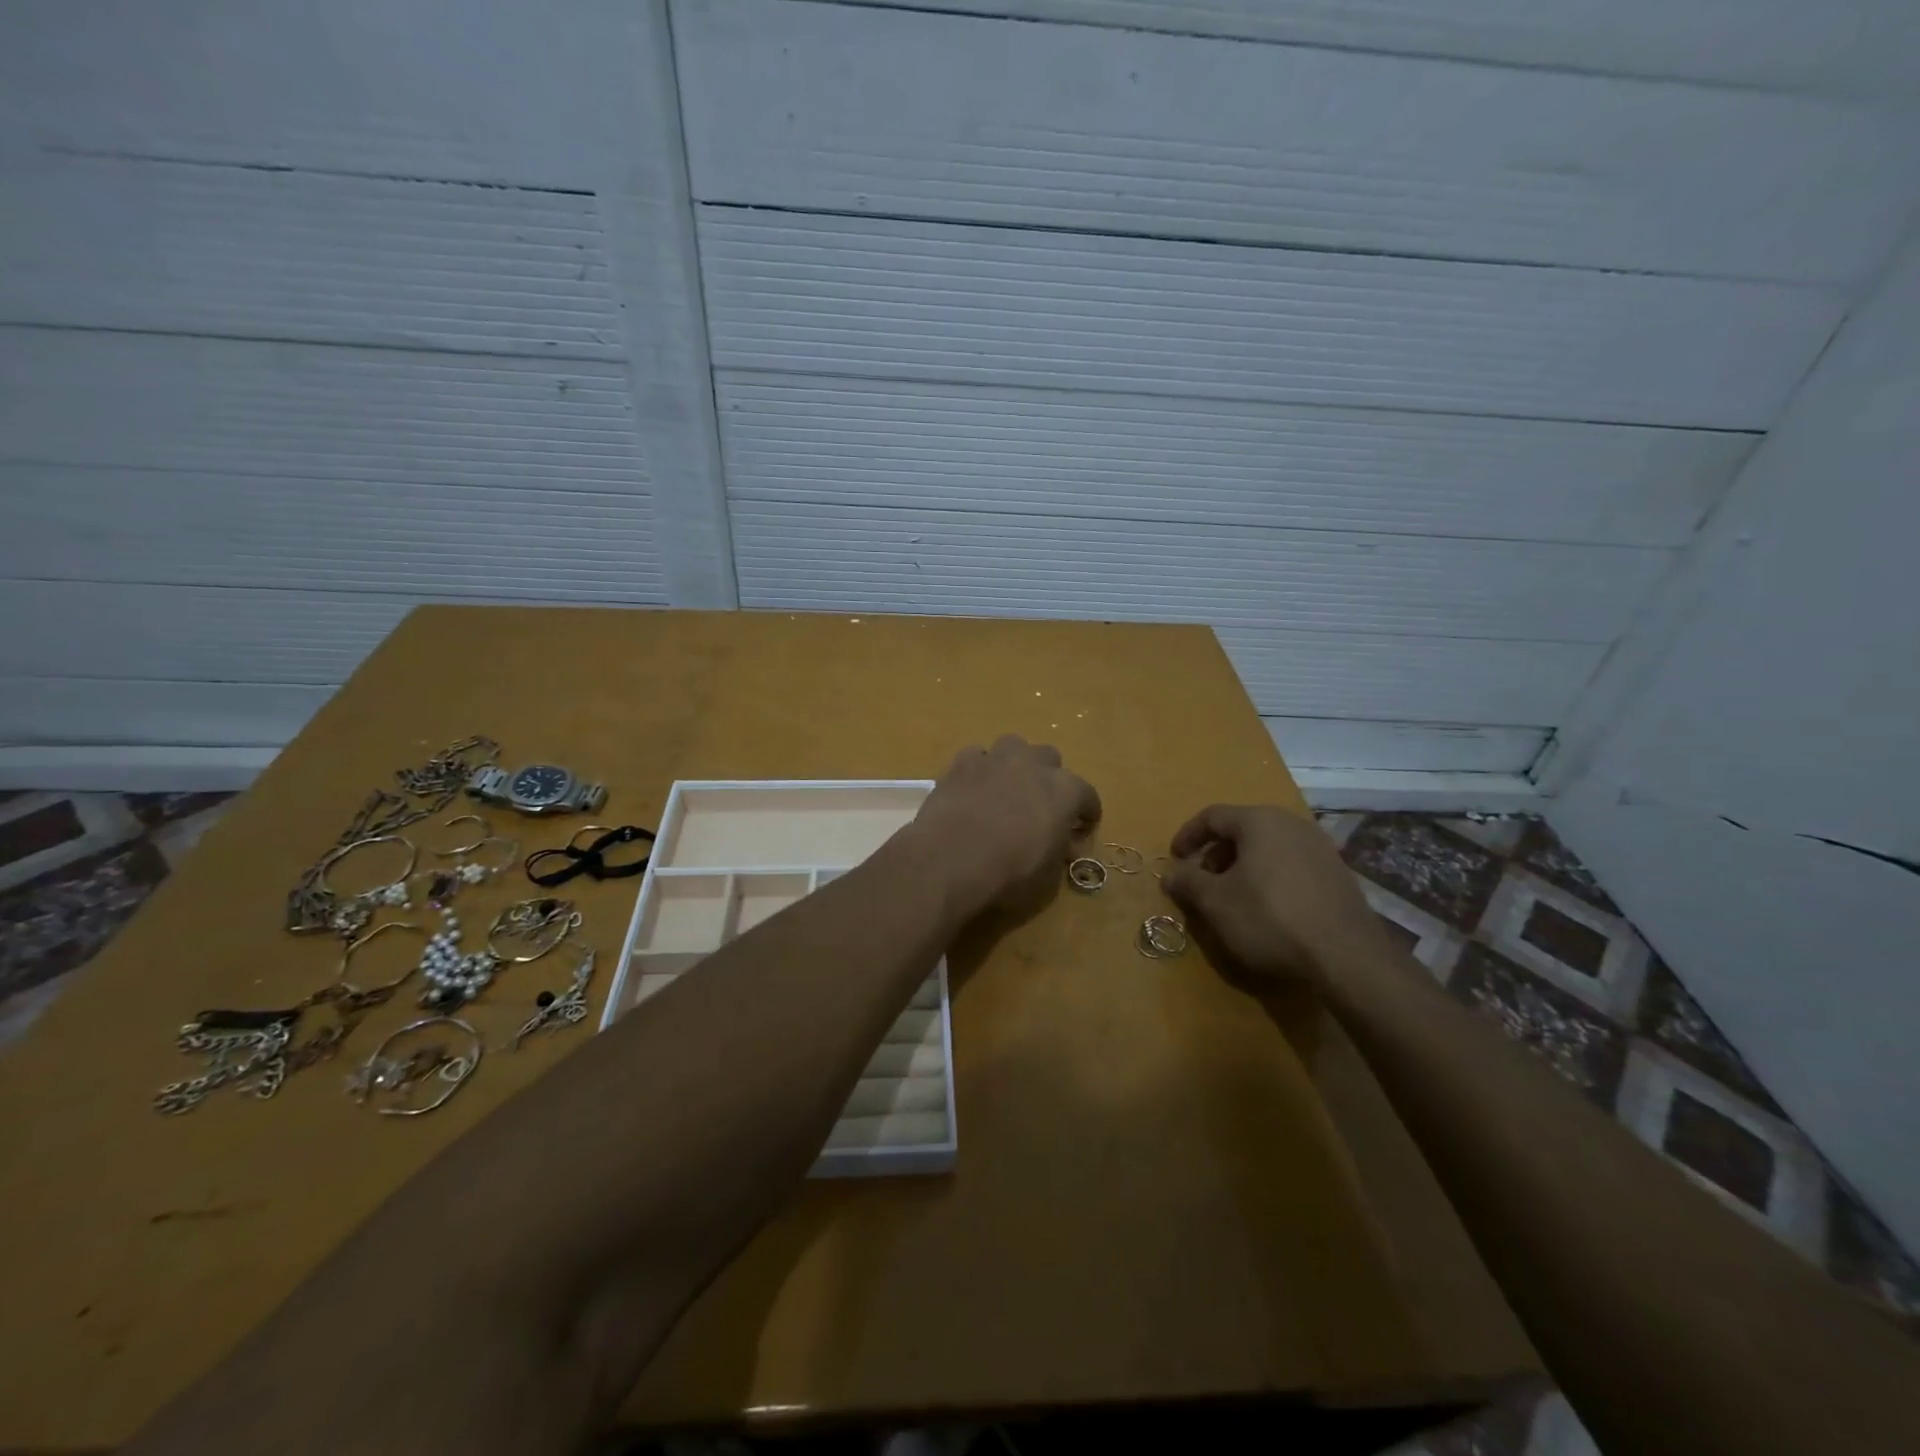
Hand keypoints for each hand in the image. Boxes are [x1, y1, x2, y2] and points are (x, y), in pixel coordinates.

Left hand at [908, 735, 1101, 917]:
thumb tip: (1062, 846)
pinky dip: (979, 768)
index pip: (1088, 796)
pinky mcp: (962, 763)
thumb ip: (1060, 854)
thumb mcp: (1048, 878)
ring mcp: (996, 759)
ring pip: (1014, 745)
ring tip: (1006, 787)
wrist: (950, 860)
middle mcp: (1034, 764)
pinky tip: (974, 787)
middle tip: (1040, 806)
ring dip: (1015, 763)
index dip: (1087, 815)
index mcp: (1065, 791)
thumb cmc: (1008, 873)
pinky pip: (977, 756)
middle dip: (1049, 779)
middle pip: (1050, 759)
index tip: (1080, 832)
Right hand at [1159, 804, 1385, 987]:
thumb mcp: (1215, 902)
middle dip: (1216, 854)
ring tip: (1232, 897)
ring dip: (1243, 866)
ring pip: (1268, 847)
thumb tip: (1169, 874)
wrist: (1346, 956)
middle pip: (1242, 829)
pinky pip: (1291, 864)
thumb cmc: (1269, 918)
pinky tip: (1268, 908)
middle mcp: (1291, 823)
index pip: (1212, 816)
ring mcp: (1320, 847)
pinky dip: (1270, 877)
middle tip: (1202, 881)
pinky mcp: (1338, 873)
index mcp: (1259, 821)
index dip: (1188, 835)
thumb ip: (1187, 883)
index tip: (1174, 858)